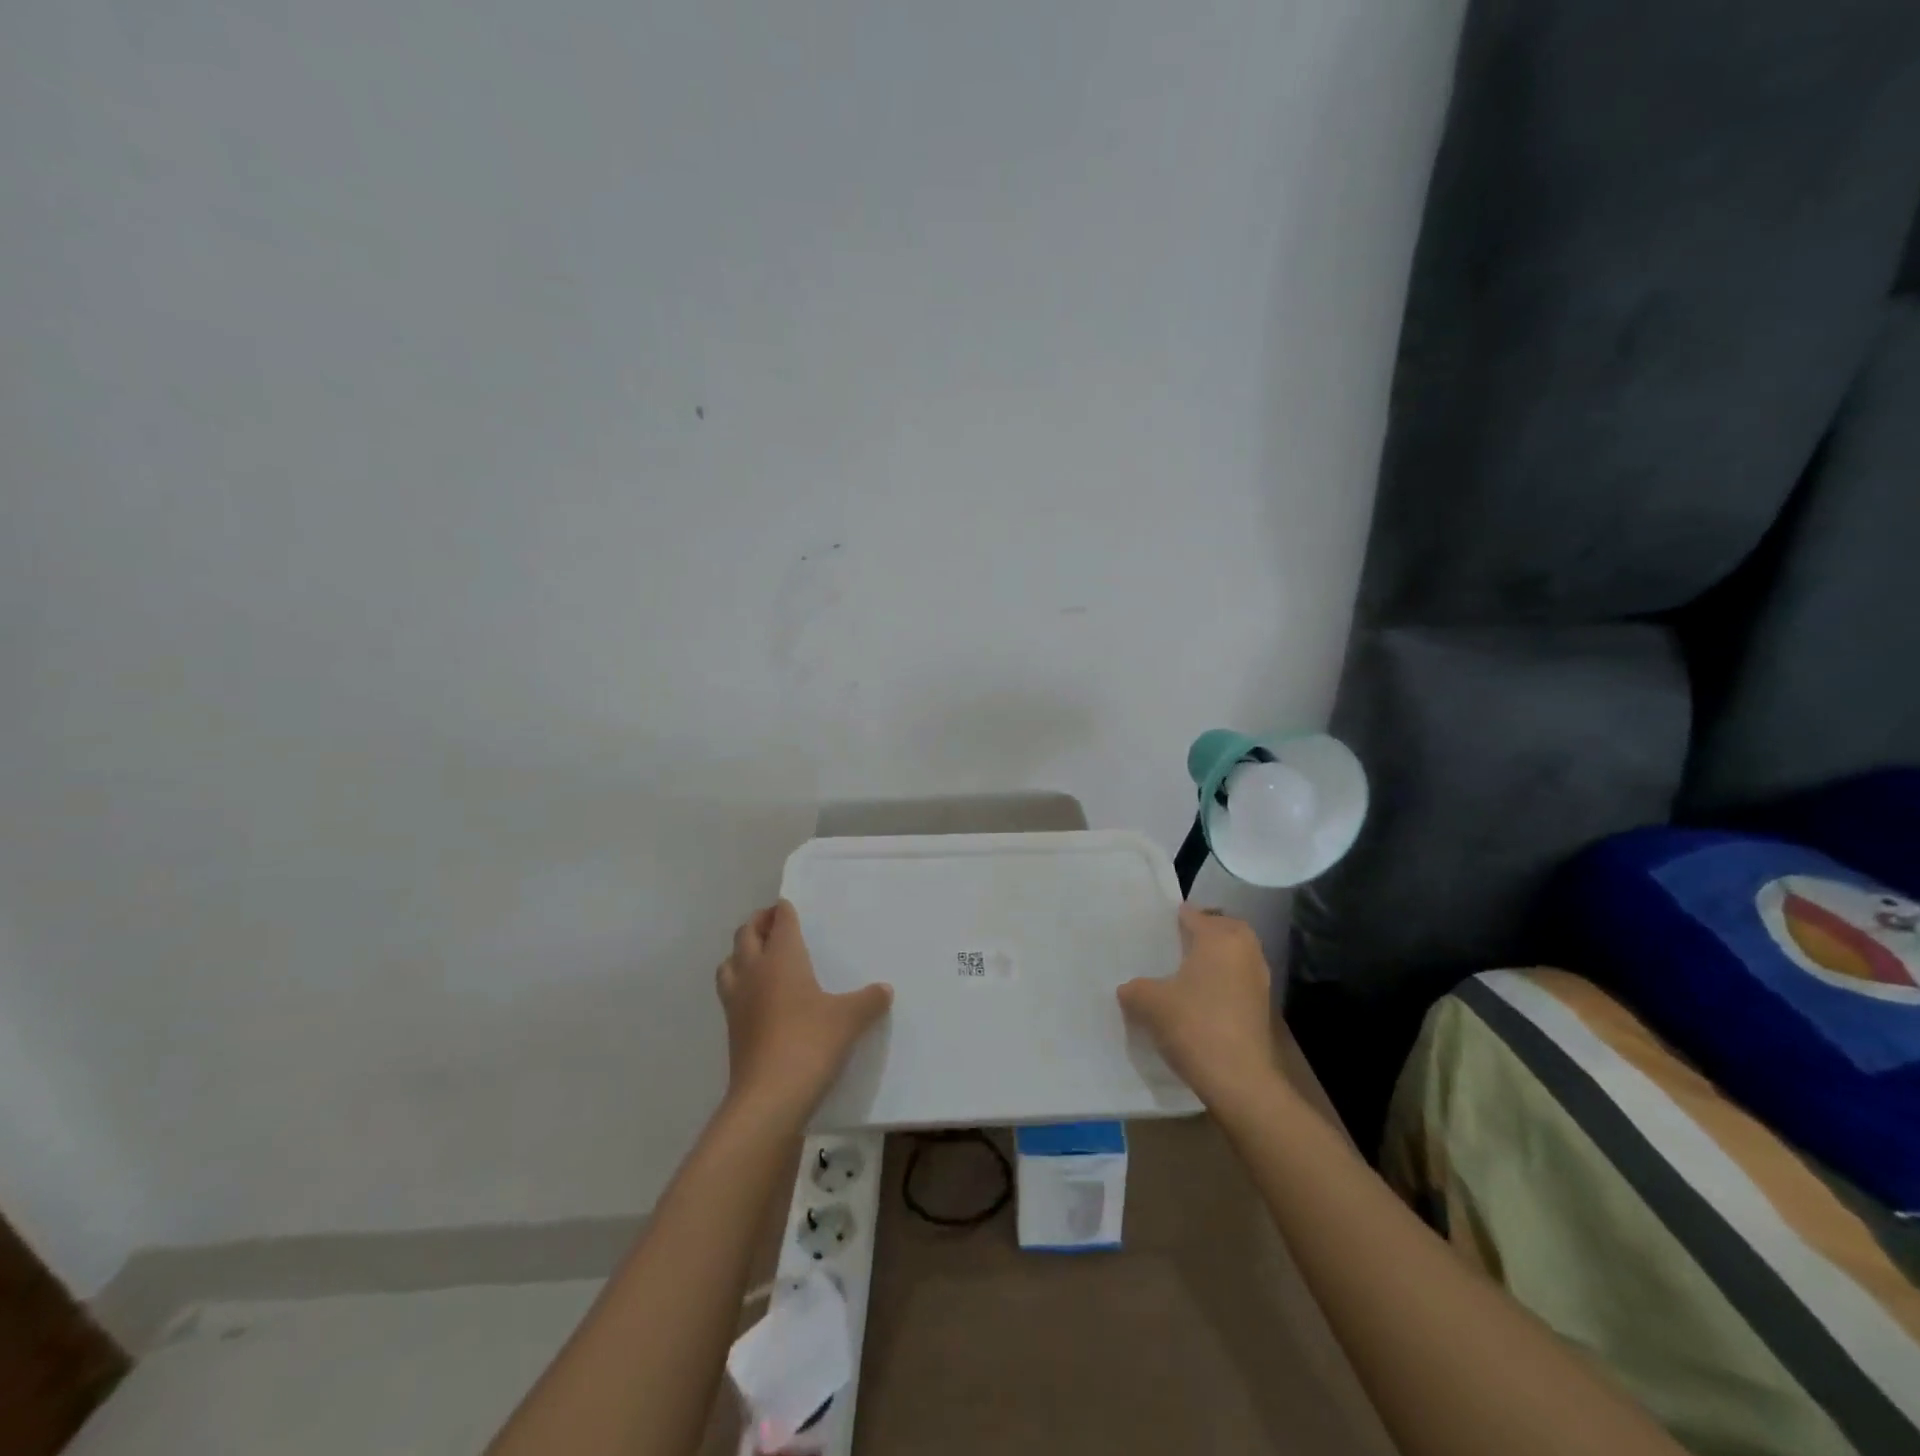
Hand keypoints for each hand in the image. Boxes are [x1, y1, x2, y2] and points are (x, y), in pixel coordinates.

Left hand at [716, 900, 892, 1119]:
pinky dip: (739, 982)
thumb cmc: (811, 1043)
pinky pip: (730, 991)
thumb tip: (884, 990)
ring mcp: (737, 1000)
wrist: (769, 1097)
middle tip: (774, 923)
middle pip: (746, 934)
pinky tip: (758, 996)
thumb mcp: (849, 1019)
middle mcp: (755, 971)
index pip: (779, 921)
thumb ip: (868, 1000)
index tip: (789, 905)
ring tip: (759, 955)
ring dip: (742, 952)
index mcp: (782, 958)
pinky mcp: (732, 1028)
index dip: (783, 910)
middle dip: (758, 923)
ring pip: (730, 961)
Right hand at [1117, 904, 1282, 1110]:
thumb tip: (1128, 988)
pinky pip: (1240, 979)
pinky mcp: (1263, 1007)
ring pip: (1236, 955)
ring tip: (1187, 970)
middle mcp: (1245, 951)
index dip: (1174, 919)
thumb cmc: (1193, 1025)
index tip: (1156, 927)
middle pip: (1225, 928)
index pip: (1194, 916)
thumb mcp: (1150, 1003)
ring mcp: (1259, 980)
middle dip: (1205, 930)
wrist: (1239, 1080)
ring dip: (1217, 957)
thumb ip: (1135, 988)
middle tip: (1178, 941)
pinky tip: (1202, 997)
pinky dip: (1224, 980)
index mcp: (1219, 938)